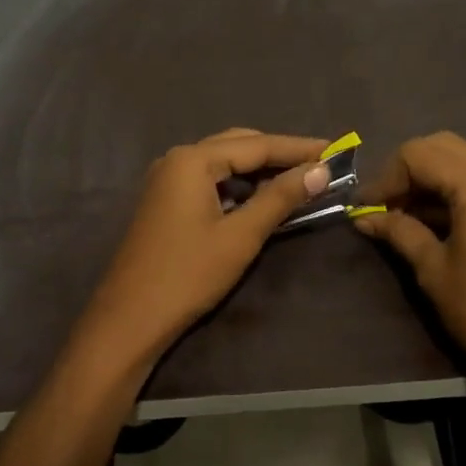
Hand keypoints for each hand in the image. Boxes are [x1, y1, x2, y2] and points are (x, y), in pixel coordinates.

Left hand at [73, 129, 331, 364]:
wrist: (130, 319)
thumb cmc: (188, 275)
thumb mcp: (241, 236)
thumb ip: (280, 198)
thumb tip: (320, 171)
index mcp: (192, 160)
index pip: (257, 145)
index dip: (298, 149)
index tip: (335, 150)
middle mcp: (177, 159)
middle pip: (238, 145)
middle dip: (279, 154)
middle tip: (320, 165)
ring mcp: (166, 179)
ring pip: (223, 162)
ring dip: (259, 170)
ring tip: (297, 180)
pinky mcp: (164, 201)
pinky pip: (209, 180)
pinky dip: (237, 185)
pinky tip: (260, 198)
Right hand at [352, 131, 465, 385]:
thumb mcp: (433, 269)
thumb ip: (399, 232)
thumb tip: (365, 217)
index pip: (419, 155)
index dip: (386, 177)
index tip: (366, 209)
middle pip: (442, 147)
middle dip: (407, 170)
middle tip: (385, 206)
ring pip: (463, 162)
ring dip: (429, 180)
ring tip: (402, 217)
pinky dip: (452, 192)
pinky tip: (431, 224)